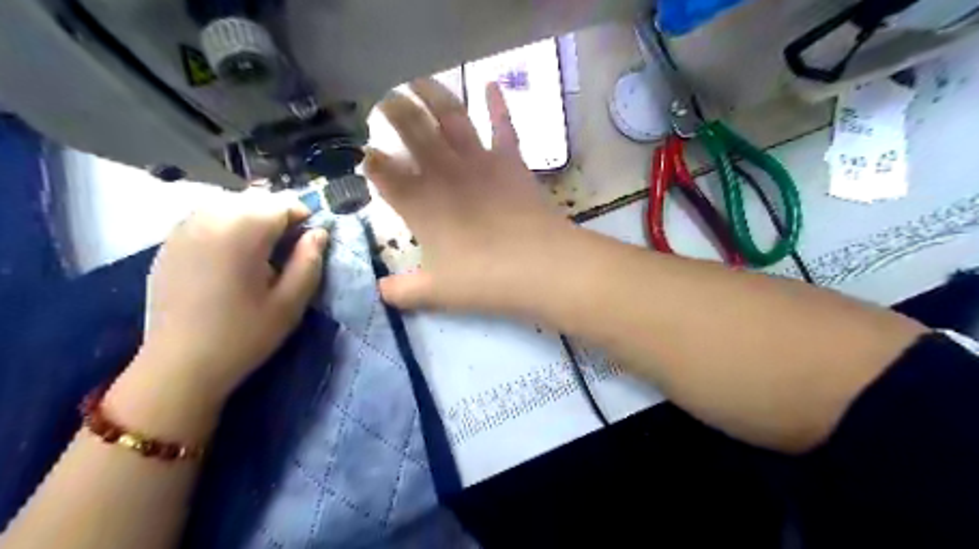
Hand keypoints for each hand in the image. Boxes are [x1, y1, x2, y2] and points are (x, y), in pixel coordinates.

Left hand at [133, 192, 328, 403]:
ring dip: (253, 220)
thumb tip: (319, 233)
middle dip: (278, 218)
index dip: (304, 220)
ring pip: (231, 205)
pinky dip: (227, 227)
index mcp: (242, 230)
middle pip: (256, 200)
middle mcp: (209, 218)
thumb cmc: (243, 335)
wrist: (179, 366)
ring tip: (260, 254)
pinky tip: (230, 258)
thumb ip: (310, 261)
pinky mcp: (169, 242)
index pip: (283, 203)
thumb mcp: (291, 302)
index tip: (309, 245)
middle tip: (286, 252)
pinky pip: (207, 218)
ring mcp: (183, 228)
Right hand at [363, 80, 575, 314]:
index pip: (384, 173)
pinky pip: (503, 126)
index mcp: (420, 204)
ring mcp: (479, 162)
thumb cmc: (484, 280)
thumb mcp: (437, 293)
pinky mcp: (511, 161)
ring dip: (432, 94)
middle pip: (411, 131)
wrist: (541, 266)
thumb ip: (403, 292)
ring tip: (417, 78)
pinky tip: (491, 82)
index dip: (371, 161)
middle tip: (383, 98)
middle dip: (393, 111)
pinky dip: (497, 104)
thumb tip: (380, 292)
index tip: (364, 153)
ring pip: (450, 117)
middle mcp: (444, 174)